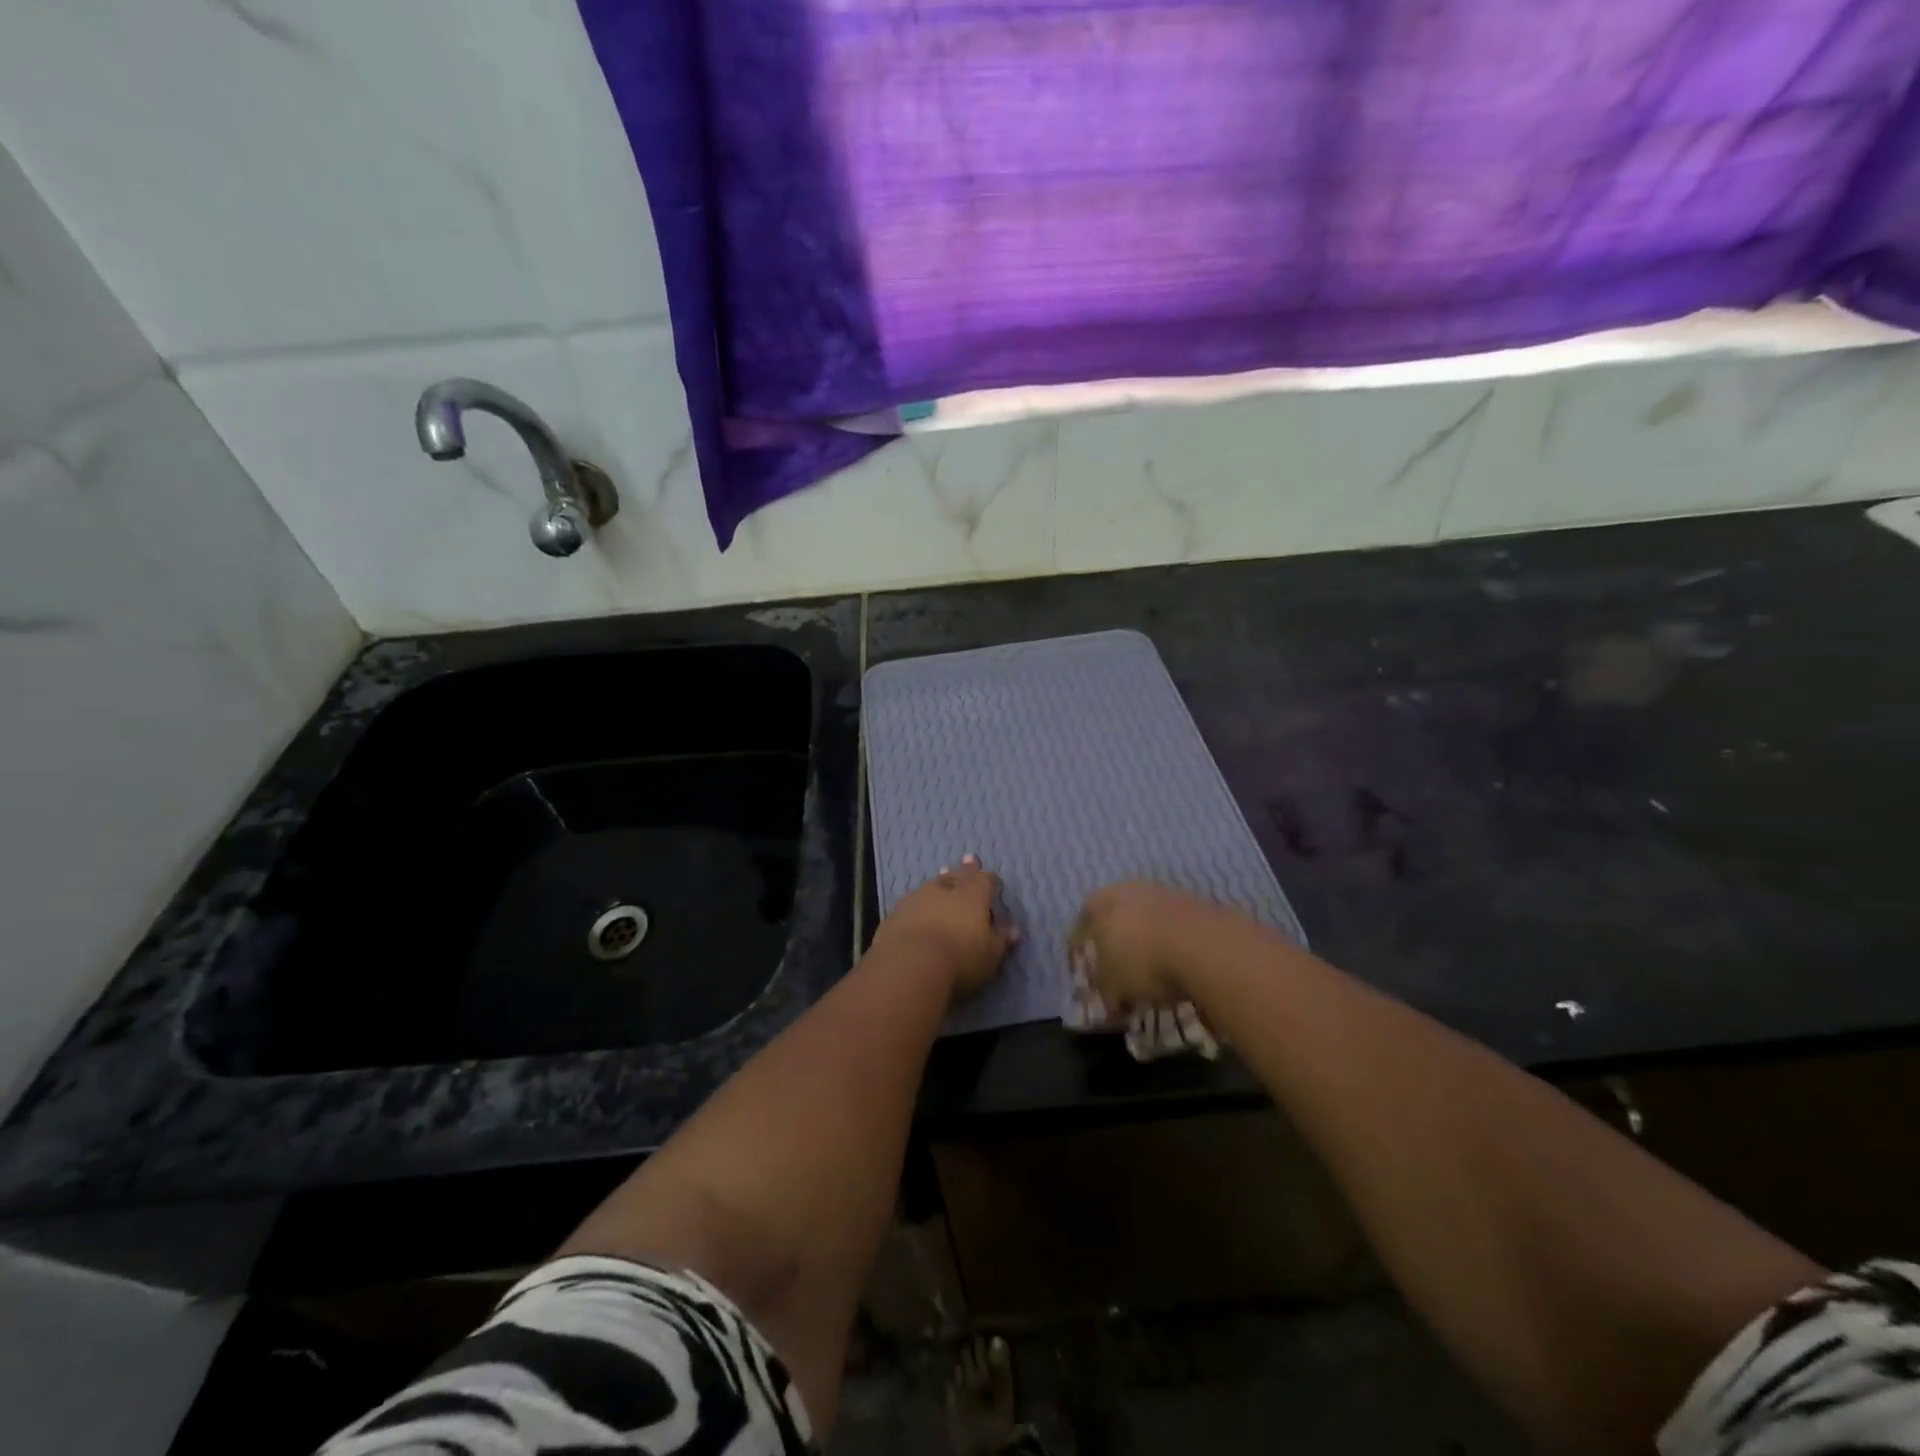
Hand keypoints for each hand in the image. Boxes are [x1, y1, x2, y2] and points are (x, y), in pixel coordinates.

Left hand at [872, 855, 1018, 1002]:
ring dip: (940, 882)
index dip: (989, 879)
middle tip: (968, 859)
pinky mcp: (896, 913)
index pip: (985, 880)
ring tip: (942, 876)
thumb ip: (1001, 940)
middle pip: (958, 876)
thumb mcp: (990, 955)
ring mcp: (918, 898)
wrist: (909, 965)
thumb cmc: (960, 959)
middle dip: (964, 869)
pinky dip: (919, 904)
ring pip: (933, 885)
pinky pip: (912, 903)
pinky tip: (917, 908)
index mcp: (973, 895)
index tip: (991, 877)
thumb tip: (1013, 930)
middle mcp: (946, 889)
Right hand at [1069, 880, 1219, 1013]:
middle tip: (1120, 974)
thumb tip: (1110, 1000)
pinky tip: (1180, 968)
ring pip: (1149, 921)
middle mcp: (1131, 889)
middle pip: (1117, 918)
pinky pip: (1176, 929)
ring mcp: (1167, 893)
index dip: (1082, 952)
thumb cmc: (1143, 962)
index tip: (1088, 976)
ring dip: (1148, 944)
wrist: (1206, 947)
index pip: (1082, 924)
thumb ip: (1106, 991)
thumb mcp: (1113, 987)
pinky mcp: (1198, 904)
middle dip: (1117, 946)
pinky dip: (1175, 946)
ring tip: (1154, 975)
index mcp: (1102, 902)